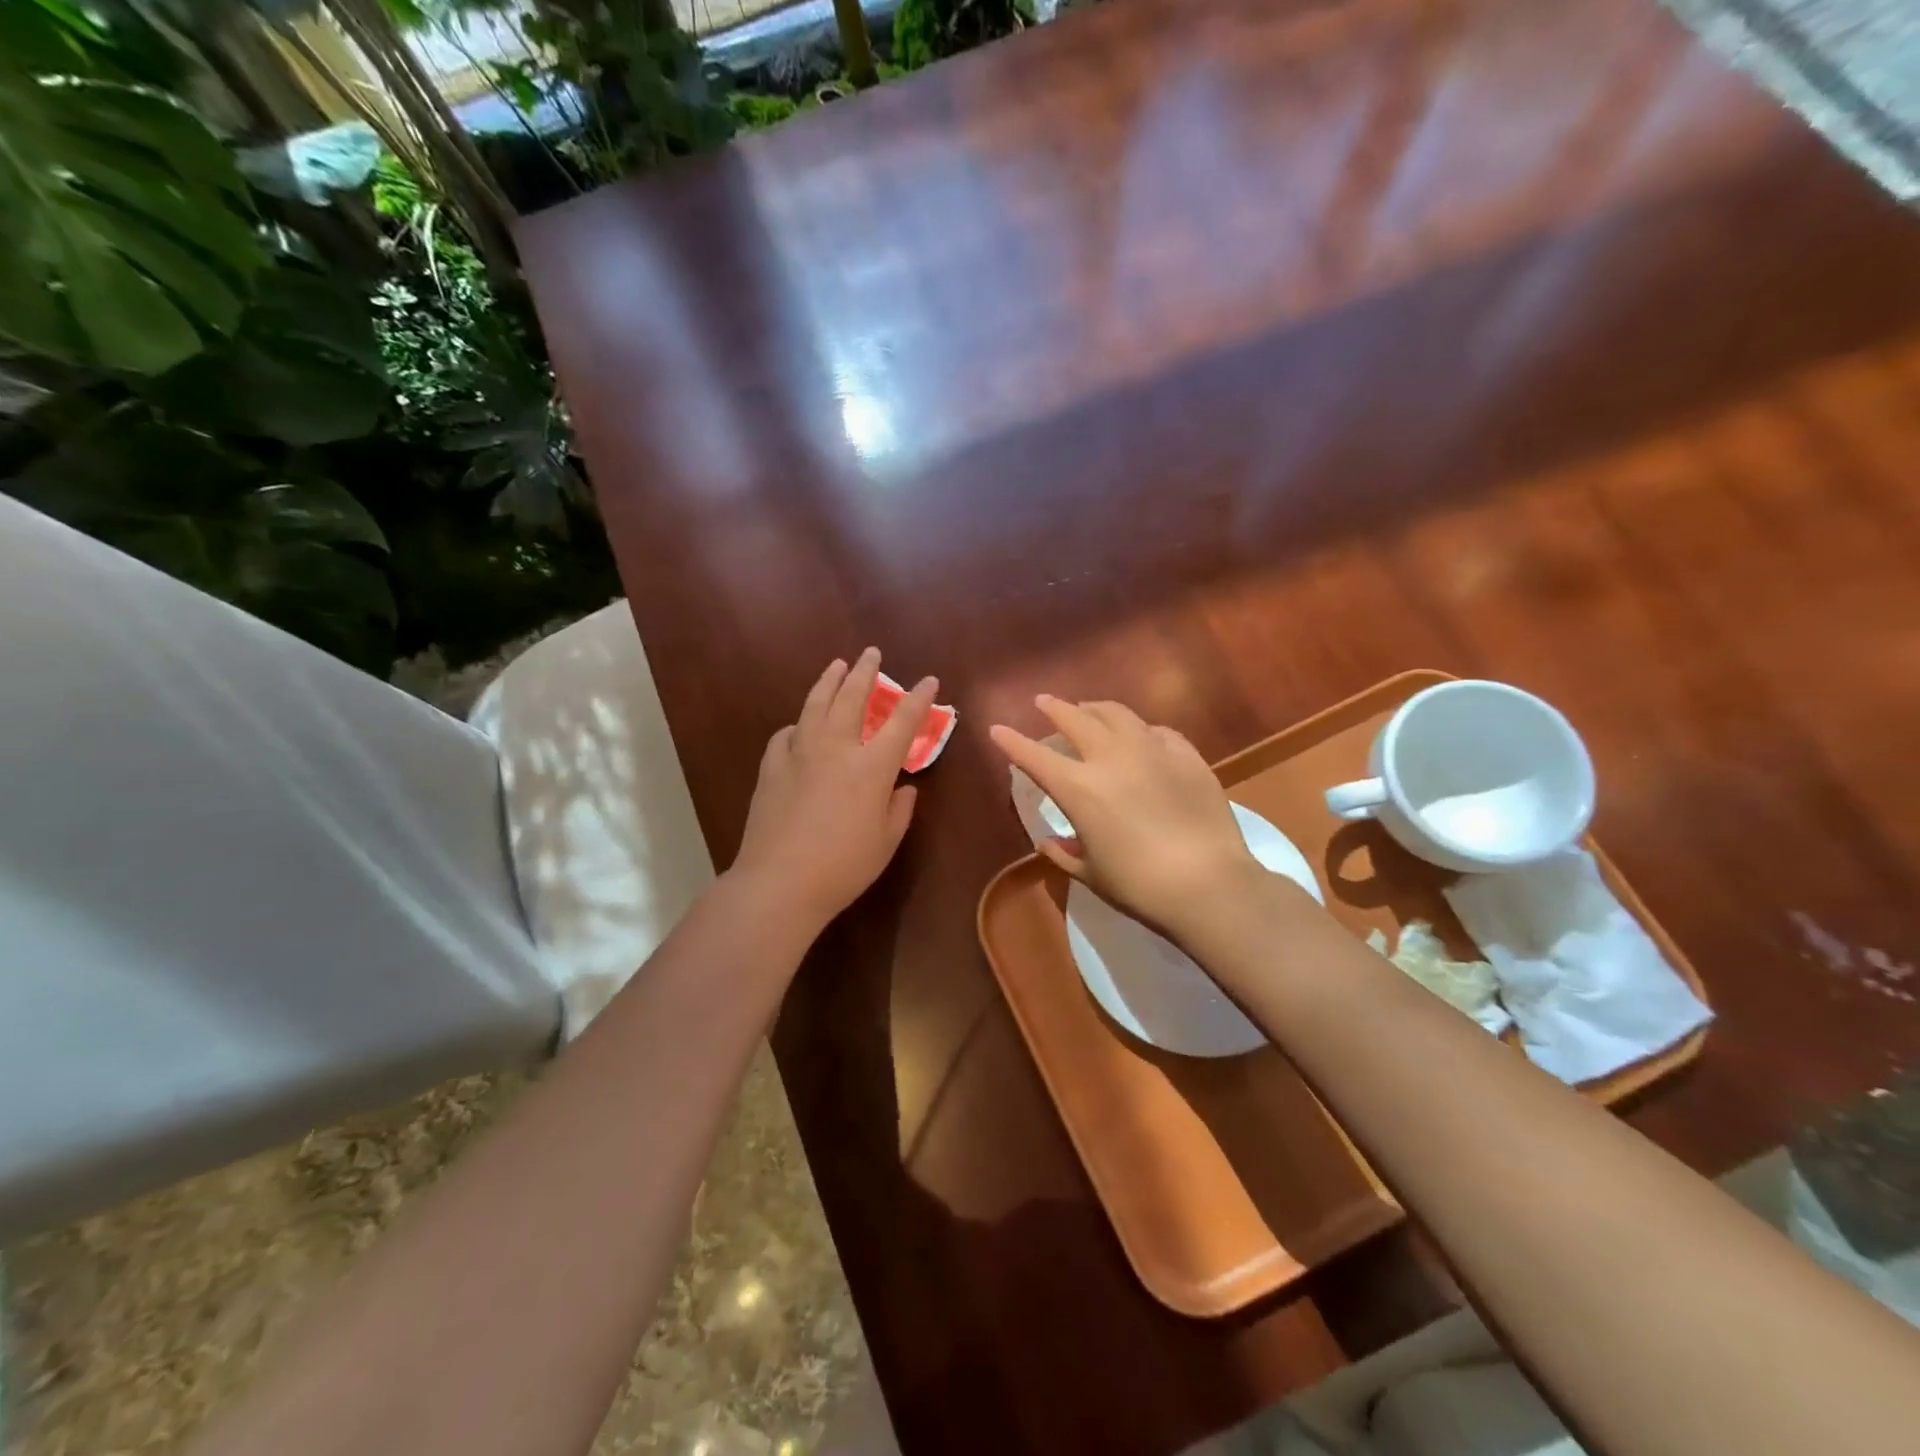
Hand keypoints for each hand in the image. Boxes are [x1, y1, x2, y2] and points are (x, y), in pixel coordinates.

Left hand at [731, 648, 938, 935]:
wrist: (779, 882)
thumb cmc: (843, 867)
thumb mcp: (886, 842)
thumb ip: (899, 809)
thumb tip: (903, 788)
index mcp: (871, 767)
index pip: (902, 722)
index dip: (918, 699)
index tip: (928, 680)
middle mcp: (836, 749)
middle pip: (852, 698)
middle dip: (865, 672)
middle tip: (871, 653)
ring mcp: (799, 754)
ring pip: (815, 705)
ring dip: (829, 681)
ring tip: (836, 665)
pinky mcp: (772, 767)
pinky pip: (787, 734)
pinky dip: (798, 724)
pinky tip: (799, 726)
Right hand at [989, 697, 1265, 943]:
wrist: (1208, 882)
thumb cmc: (1139, 886)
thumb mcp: (1092, 873)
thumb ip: (1065, 853)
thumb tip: (1049, 841)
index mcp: (1079, 788)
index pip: (1035, 757)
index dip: (1012, 741)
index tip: (997, 729)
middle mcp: (1111, 758)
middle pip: (1075, 719)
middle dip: (1054, 708)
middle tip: (1044, 702)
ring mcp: (1151, 750)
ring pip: (1117, 714)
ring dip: (1096, 709)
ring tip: (1089, 710)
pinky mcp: (1186, 755)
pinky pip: (1157, 731)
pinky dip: (1140, 730)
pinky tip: (1142, 736)